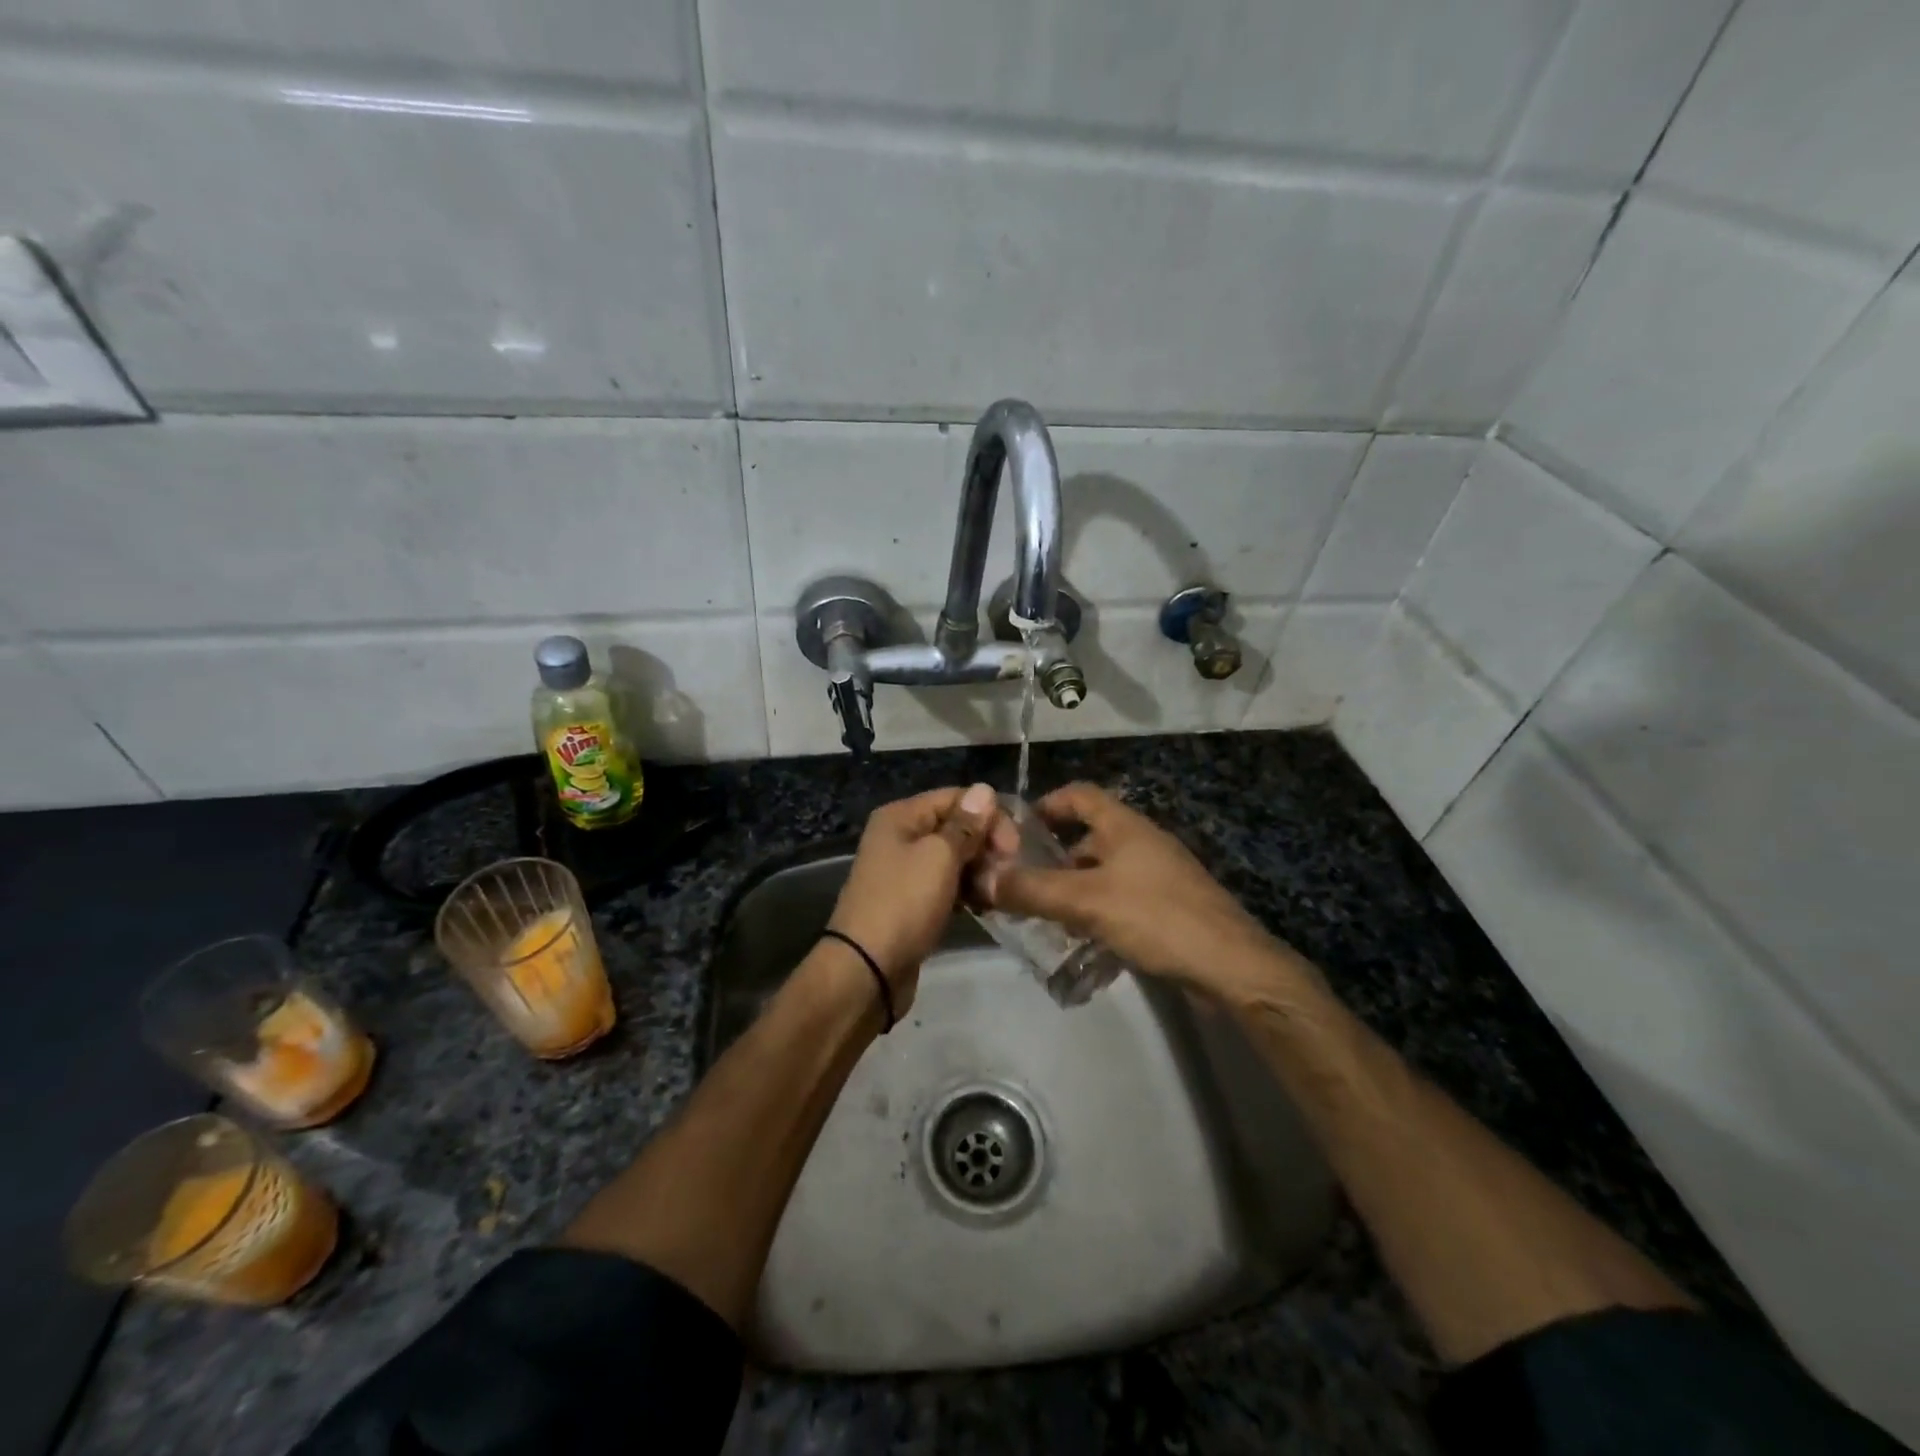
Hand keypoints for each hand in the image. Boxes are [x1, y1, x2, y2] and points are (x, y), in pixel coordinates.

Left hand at [825, 782, 999, 1015]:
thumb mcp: (939, 857)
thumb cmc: (904, 903)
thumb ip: (966, 824)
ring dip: (980, 872)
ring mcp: (905, 871)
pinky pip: (947, 886)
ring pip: (955, 859)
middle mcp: (900, 837)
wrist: (867, 971)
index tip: (1014, 847)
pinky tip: (985, 907)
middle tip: (1006, 874)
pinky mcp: (913, 902)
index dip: (989, 816)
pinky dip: (967, 892)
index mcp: (901, 817)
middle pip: (956, 827)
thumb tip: (984, 789)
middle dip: (985, 846)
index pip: (956, 798)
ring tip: (995, 895)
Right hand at [974, 782, 1278, 996]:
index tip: (1015, 829)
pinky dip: (1096, 913)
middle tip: (1019, 883)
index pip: (1079, 795)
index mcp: (1125, 826)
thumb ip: (1031, 889)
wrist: (1231, 967)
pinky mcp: (1168, 910)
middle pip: (1088, 837)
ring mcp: (1158, 877)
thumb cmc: (1157, 917)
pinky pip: (1120, 901)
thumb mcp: (1085, 901)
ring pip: (1103, 873)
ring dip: (1073, 890)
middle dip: (1053, 858)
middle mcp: (1142, 843)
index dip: (1046, 804)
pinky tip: (1080, 941)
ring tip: (1041, 916)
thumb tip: (980, 877)